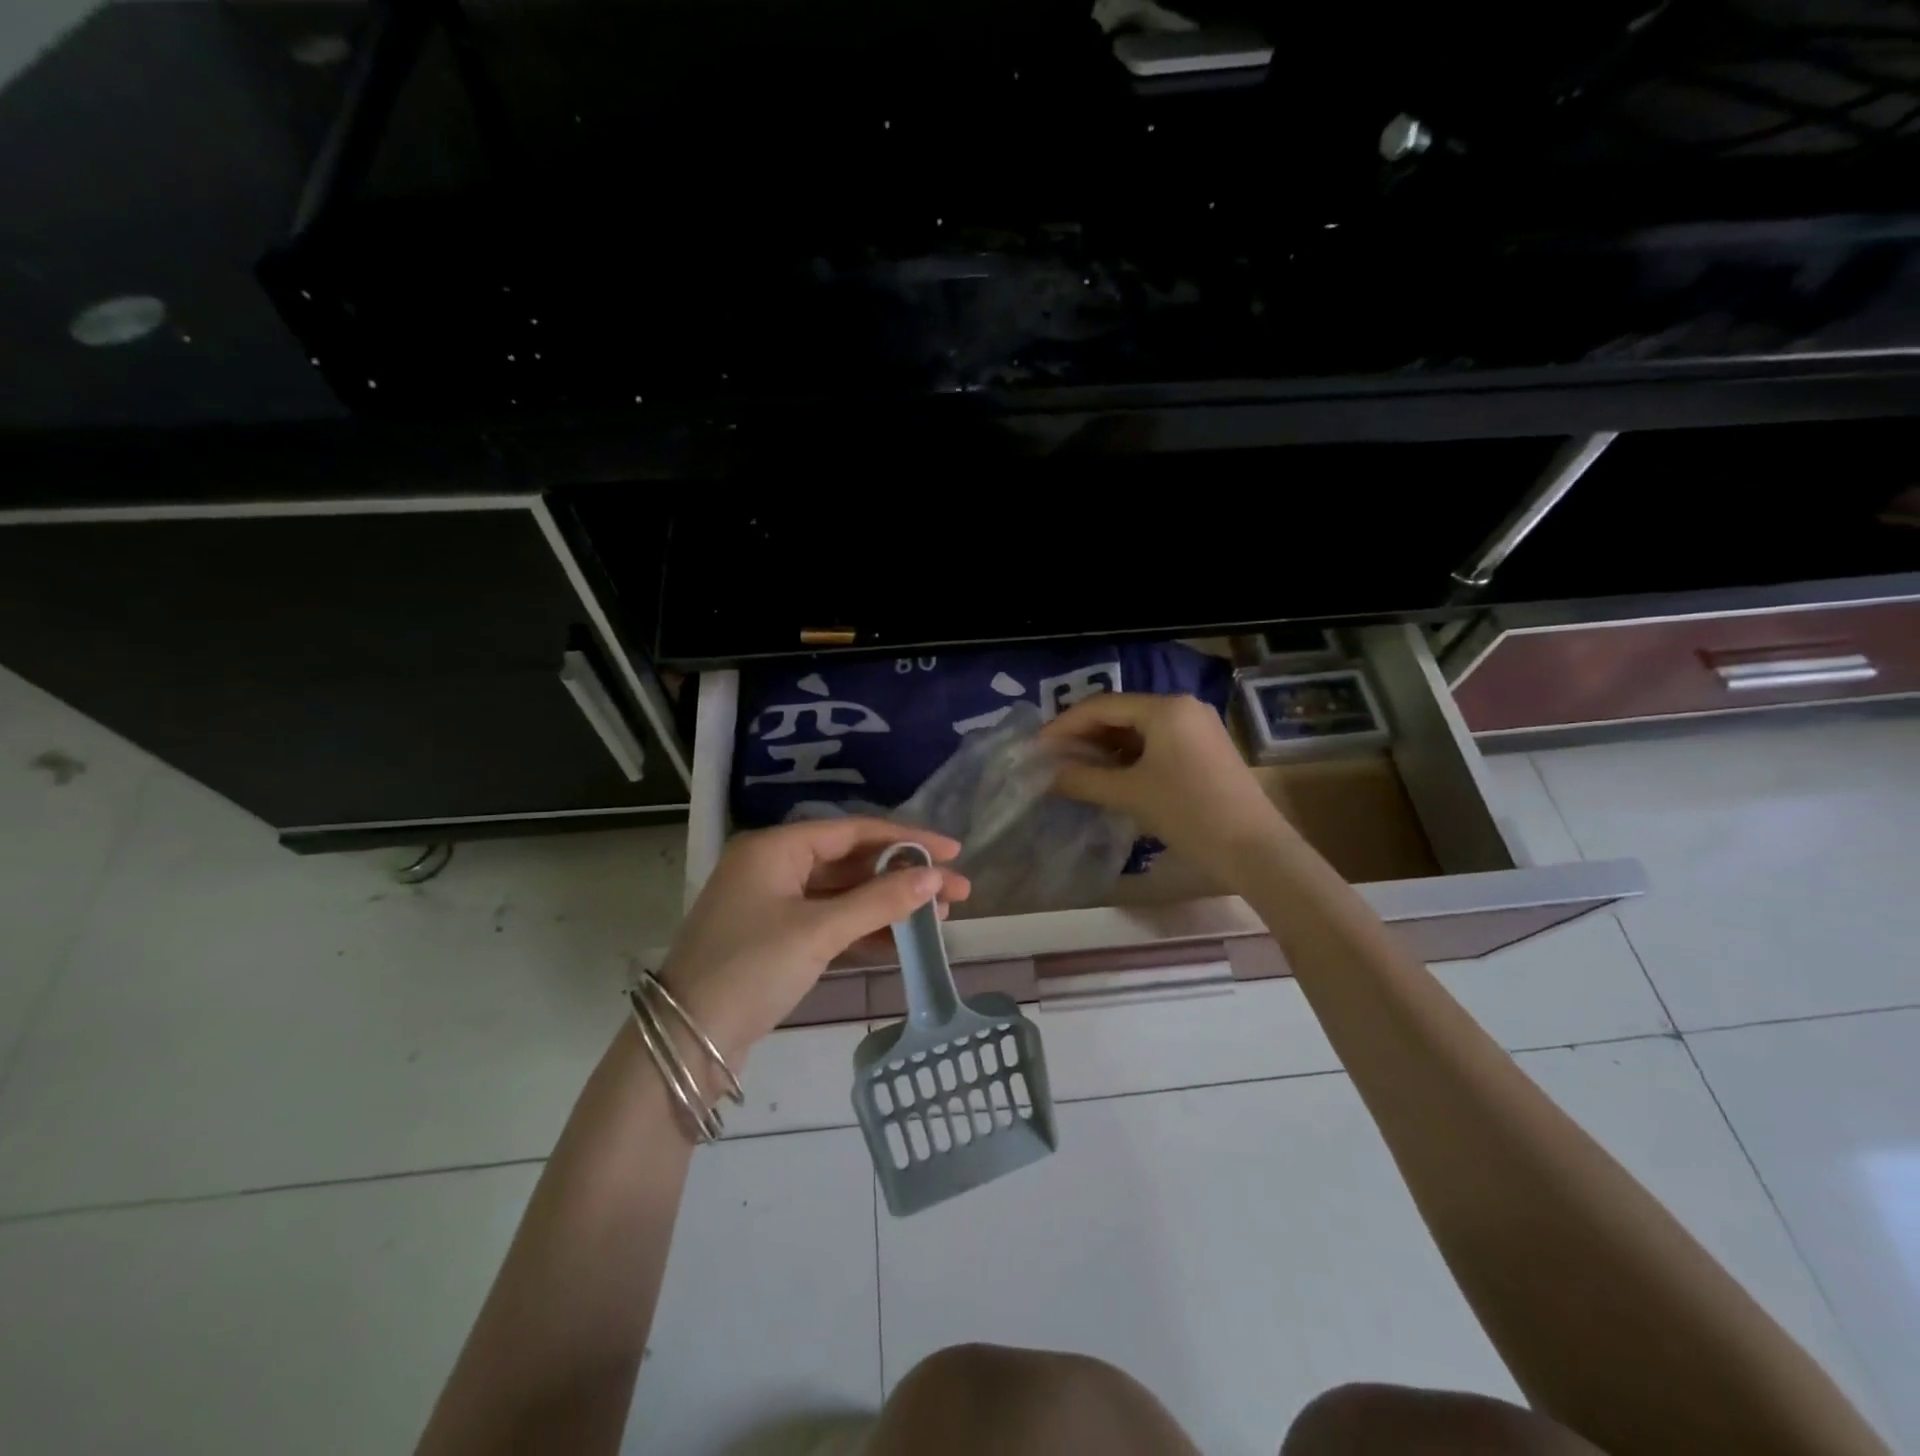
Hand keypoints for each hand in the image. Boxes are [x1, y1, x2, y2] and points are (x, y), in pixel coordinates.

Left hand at [658, 818, 970, 1062]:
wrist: (685, 1042)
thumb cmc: (750, 970)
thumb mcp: (819, 932)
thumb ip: (879, 902)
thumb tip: (935, 878)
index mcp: (776, 848)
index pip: (855, 832)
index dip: (908, 840)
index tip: (953, 851)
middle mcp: (774, 866)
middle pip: (852, 862)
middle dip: (903, 877)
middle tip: (955, 892)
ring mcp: (774, 903)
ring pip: (844, 894)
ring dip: (887, 904)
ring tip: (938, 919)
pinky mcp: (776, 937)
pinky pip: (830, 921)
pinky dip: (864, 928)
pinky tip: (901, 940)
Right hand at [1041, 693, 1290, 887]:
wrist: (1253, 848)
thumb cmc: (1188, 812)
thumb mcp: (1129, 794)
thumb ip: (1084, 780)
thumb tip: (1051, 774)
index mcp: (1165, 708)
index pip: (1102, 706)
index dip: (1065, 724)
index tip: (1038, 746)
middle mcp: (1183, 707)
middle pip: (1121, 713)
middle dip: (1084, 735)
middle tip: (1053, 757)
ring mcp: (1198, 727)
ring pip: (1139, 729)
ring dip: (1105, 747)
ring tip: (1076, 768)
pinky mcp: (1205, 749)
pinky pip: (1157, 743)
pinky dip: (1129, 756)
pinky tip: (1110, 775)